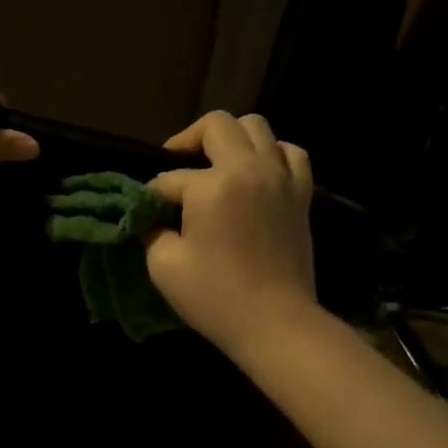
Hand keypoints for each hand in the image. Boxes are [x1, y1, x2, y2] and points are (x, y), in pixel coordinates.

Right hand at [144, 111, 316, 353]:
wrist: (275, 322)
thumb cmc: (215, 296)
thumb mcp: (164, 266)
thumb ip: (152, 230)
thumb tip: (151, 217)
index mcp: (213, 186)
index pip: (171, 178)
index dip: (153, 194)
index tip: (146, 213)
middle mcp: (250, 169)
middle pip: (216, 125)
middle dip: (188, 140)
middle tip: (177, 166)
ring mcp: (281, 178)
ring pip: (257, 127)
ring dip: (231, 138)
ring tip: (217, 164)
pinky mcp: (301, 194)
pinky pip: (291, 153)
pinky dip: (271, 152)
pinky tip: (257, 171)